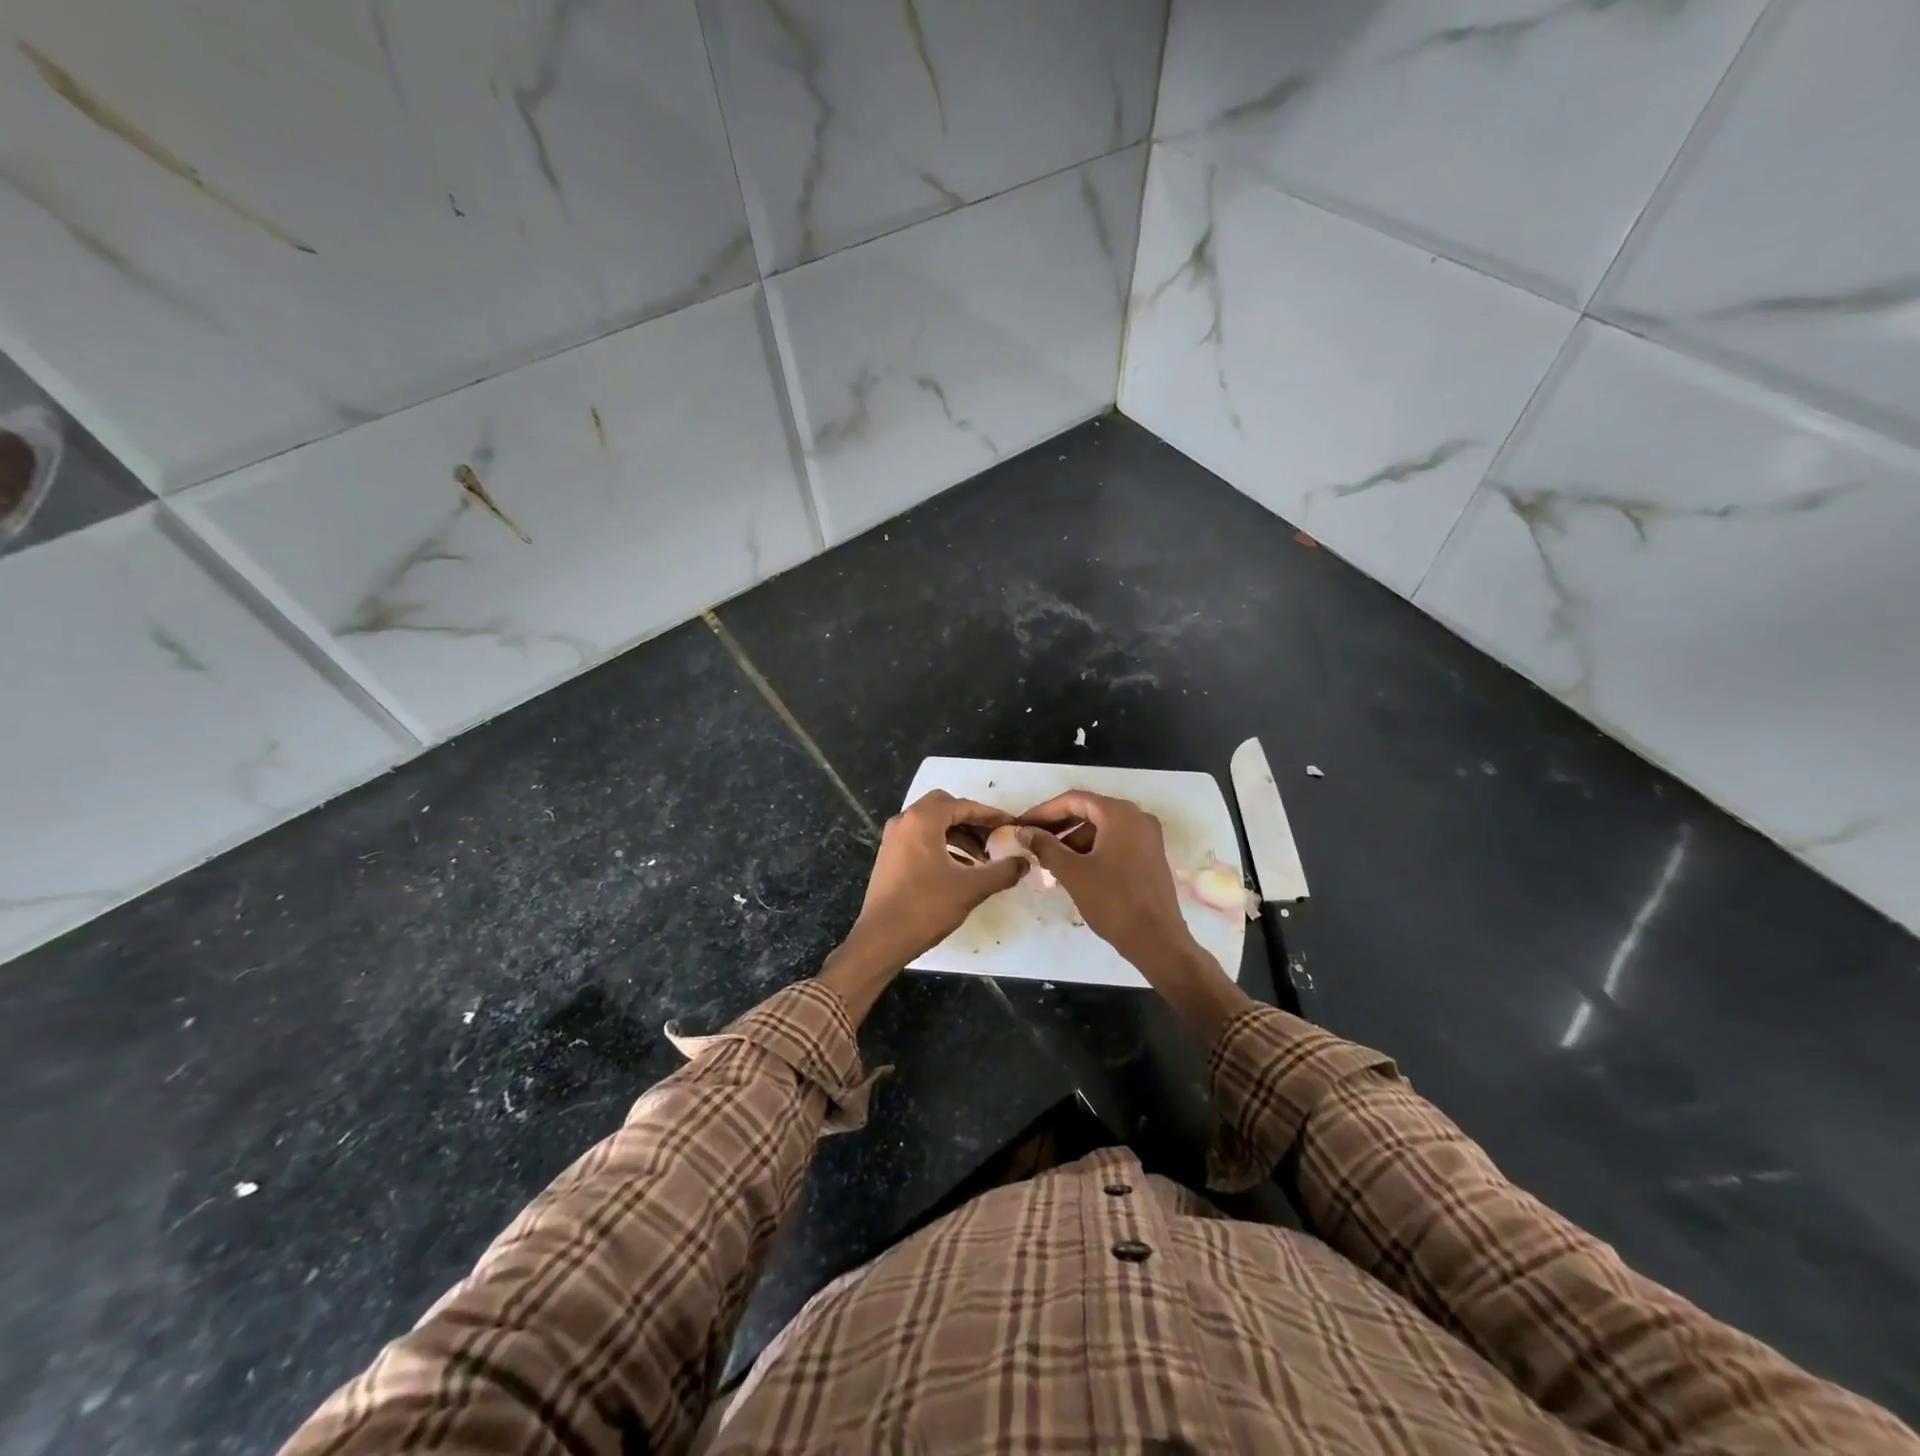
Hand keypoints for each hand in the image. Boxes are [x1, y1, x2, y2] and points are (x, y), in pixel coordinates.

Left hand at [821, 791, 1025, 1021]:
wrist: (881, 939)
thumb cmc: (926, 907)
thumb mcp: (971, 888)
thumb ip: (1002, 871)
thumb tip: (1024, 862)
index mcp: (922, 820)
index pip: (963, 805)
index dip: (990, 815)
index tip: (1012, 825)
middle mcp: (904, 821)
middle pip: (945, 808)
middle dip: (972, 821)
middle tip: (995, 838)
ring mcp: (893, 839)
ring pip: (932, 825)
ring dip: (959, 835)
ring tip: (982, 858)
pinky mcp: (889, 856)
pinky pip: (921, 839)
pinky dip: (942, 846)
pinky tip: (960, 869)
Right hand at [1017, 791, 1251, 1041]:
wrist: (1157, 940)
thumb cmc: (1113, 901)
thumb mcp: (1073, 872)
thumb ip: (1045, 846)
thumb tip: (1023, 831)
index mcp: (1120, 814)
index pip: (1074, 800)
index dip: (1043, 811)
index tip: (1021, 825)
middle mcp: (1137, 817)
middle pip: (1089, 811)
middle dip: (1058, 825)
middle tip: (1031, 841)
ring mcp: (1147, 837)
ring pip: (1101, 828)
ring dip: (1073, 839)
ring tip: (1048, 859)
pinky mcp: (1149, 855)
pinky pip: (1114, 842)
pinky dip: (1091, 849)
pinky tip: (1072, 868)